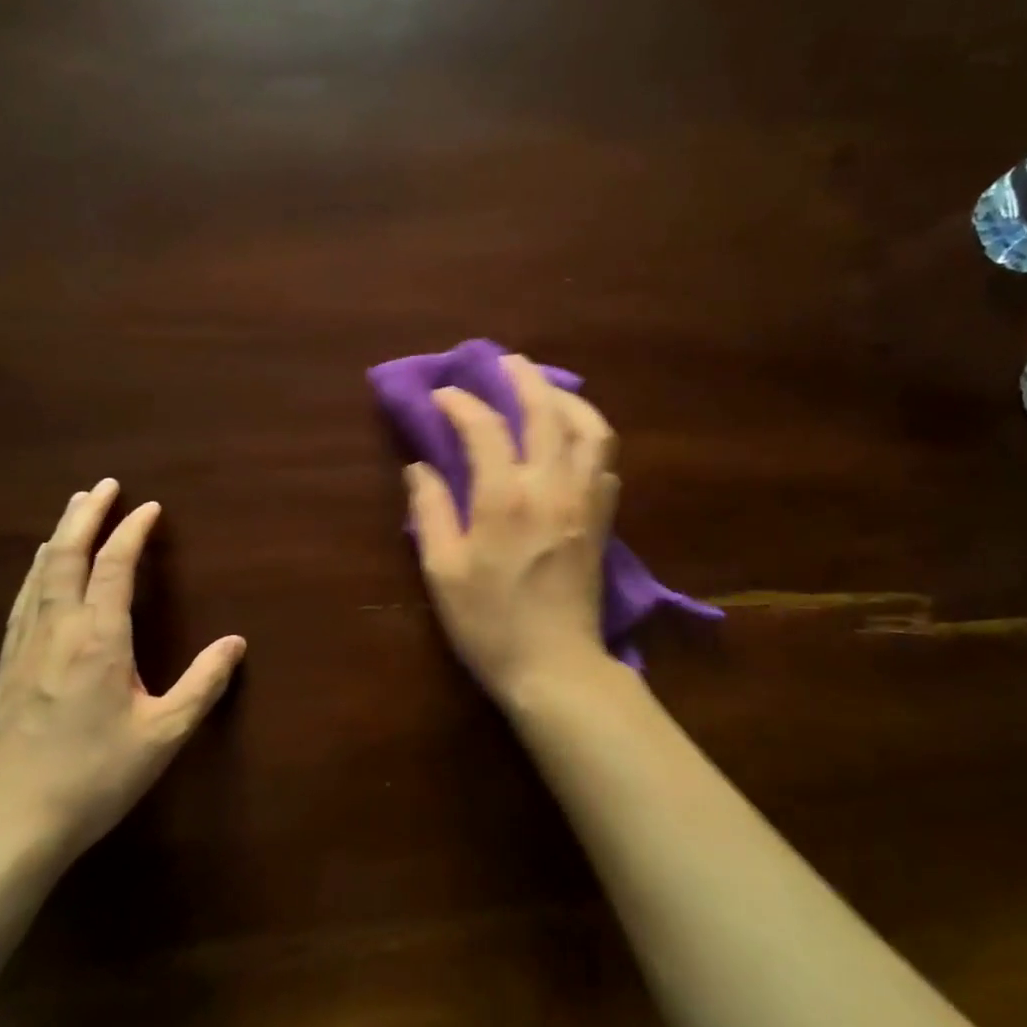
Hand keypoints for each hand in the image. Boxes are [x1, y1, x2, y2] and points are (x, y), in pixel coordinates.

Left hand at [0, 479, 245, 864]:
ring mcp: (24, 647)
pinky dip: (38, 571)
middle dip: (86, 516)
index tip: (150, 507)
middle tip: (102, 485)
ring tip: (72, 511)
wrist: (9, 825)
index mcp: (98, 639)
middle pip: (68, 556)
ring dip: (60, 536)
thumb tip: (236, 642)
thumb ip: (203, 684)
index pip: (115, 567)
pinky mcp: (6, 668)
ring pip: (41, 575)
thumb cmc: (94, 777)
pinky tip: (40, 572)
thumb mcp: (164, 735)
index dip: (132, 532)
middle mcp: (57, 630)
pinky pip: (24, 600)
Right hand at [406, 355, 619, 701]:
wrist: (555, 666)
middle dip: (523, 377)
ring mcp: (585, 500)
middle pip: (546, 411)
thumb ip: (430, 511)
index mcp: (505, 498)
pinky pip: (605, 460)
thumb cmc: (489, 623)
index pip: (485, 428)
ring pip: (590, 428)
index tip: (442, 395)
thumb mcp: (443, 571)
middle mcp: (552, 486)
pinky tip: (572, 437)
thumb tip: (420, 466)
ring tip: (546, 390)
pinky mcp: (603, 518)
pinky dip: (589, 435)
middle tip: (504, 360)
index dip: (461, 404)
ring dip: (568, 399)